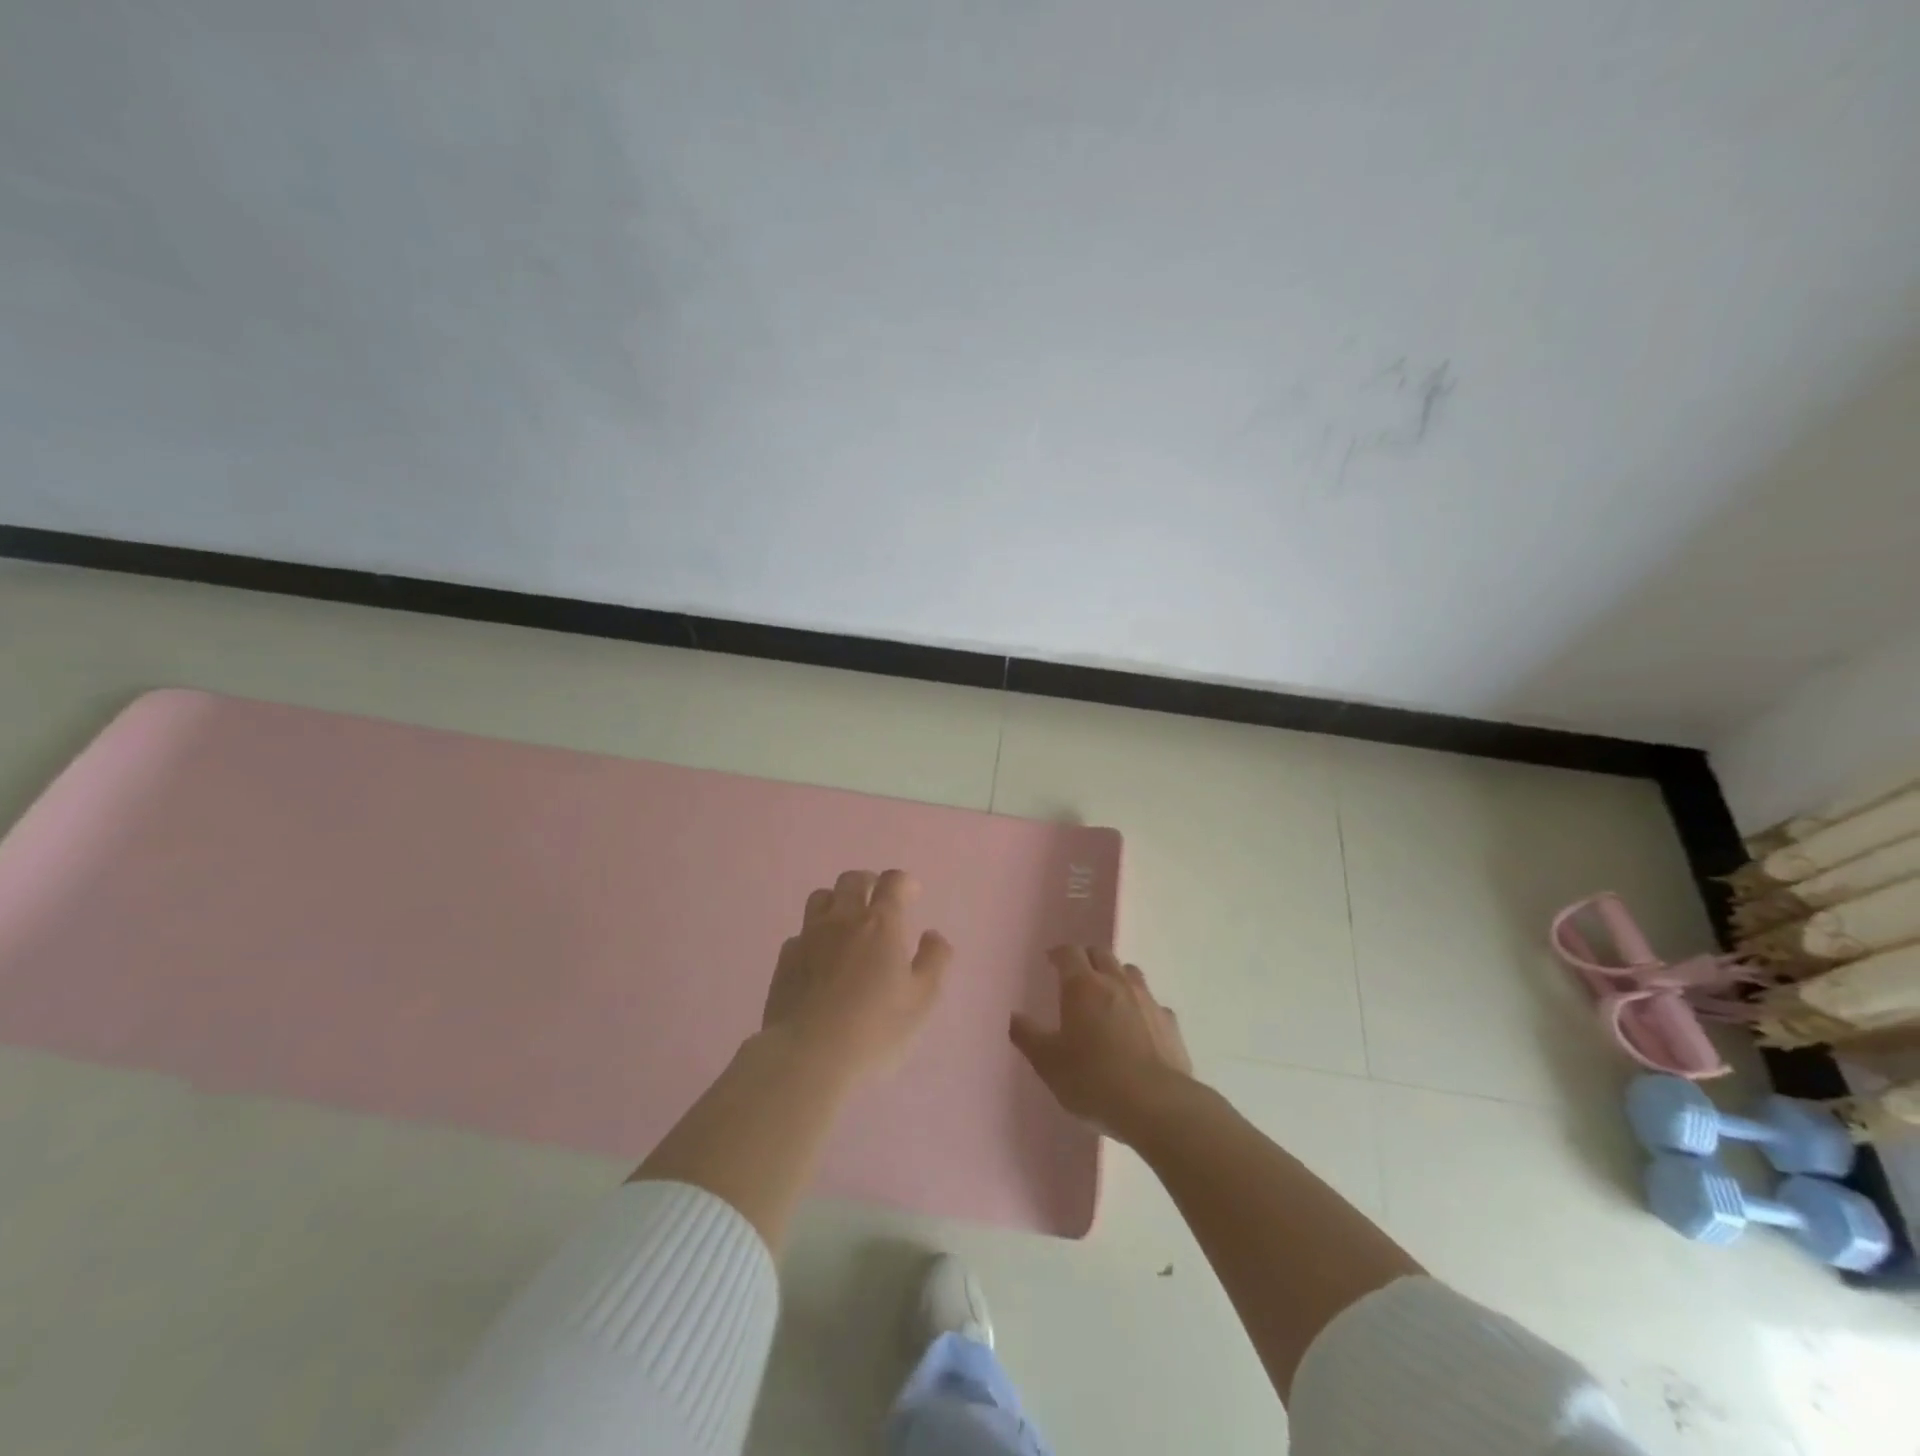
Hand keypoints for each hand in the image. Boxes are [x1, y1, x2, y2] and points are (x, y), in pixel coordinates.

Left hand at [762, 869, 951, 1082]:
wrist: (807, 1057)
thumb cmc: (875, 1029)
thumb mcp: (922, 1000)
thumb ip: (934, 961)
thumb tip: (932, 935)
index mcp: (881, 923)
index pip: (892, 882)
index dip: (904, 883)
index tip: (912, 894)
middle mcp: (843, 919)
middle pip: (852, 880)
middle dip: (869, 883)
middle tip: (878, 901)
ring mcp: (809, 937)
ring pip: (820, 898)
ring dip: (837, 901)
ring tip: (847, 922)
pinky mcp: (785, 959)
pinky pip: (801, 933)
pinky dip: (814, 936)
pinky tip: (820, 958)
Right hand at [1009, 946, 1192, 1142]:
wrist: (1156, 1105)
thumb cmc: (1093, 1080)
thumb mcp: (1048, 1063)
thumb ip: (1028, 1036)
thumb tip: (1014, 1016)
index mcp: (1082, 986)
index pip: (1069, 952)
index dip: (1058, 954)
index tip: (1050, 961)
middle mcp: (1116, 983)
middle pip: (1101, 954)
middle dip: (1087, 959)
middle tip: (1076, 975)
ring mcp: (1147, 1000)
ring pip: (1130, 972)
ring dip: (1116, 976)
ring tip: (1108, 996)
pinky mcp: (1170, 1022)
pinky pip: (1152, 1003)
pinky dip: (1141, 1006)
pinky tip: (1138, 1026)